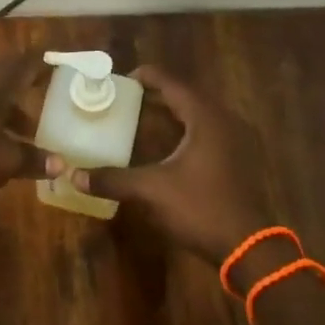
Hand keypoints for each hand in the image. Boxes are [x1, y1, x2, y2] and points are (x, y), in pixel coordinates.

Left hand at [0, 53, 46, 205]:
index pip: (19, 65)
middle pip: (2, 78)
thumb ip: (33, 160)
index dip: (38, 65)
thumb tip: (60, 164)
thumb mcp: (5, 163)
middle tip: (43, 102)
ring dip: (5, 109)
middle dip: (23, 91)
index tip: (54, 67)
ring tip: (23, 133)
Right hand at [57, 66, 275, 263]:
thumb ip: (113, 179)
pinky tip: (168, 146)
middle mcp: (225, 122)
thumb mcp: (152, 191)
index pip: (174, 84)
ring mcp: (237, 142)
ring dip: (173, 113)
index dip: (148, 76)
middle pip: (188, 96)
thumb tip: (75, 176)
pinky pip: (209, 132)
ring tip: (144, 116)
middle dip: (158, 94)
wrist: (249, 248)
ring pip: (200, 115)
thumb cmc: (201, 208)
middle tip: (127, 97)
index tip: (123, 78)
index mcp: (206, 118)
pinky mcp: (239, 161)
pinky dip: (186, 131)